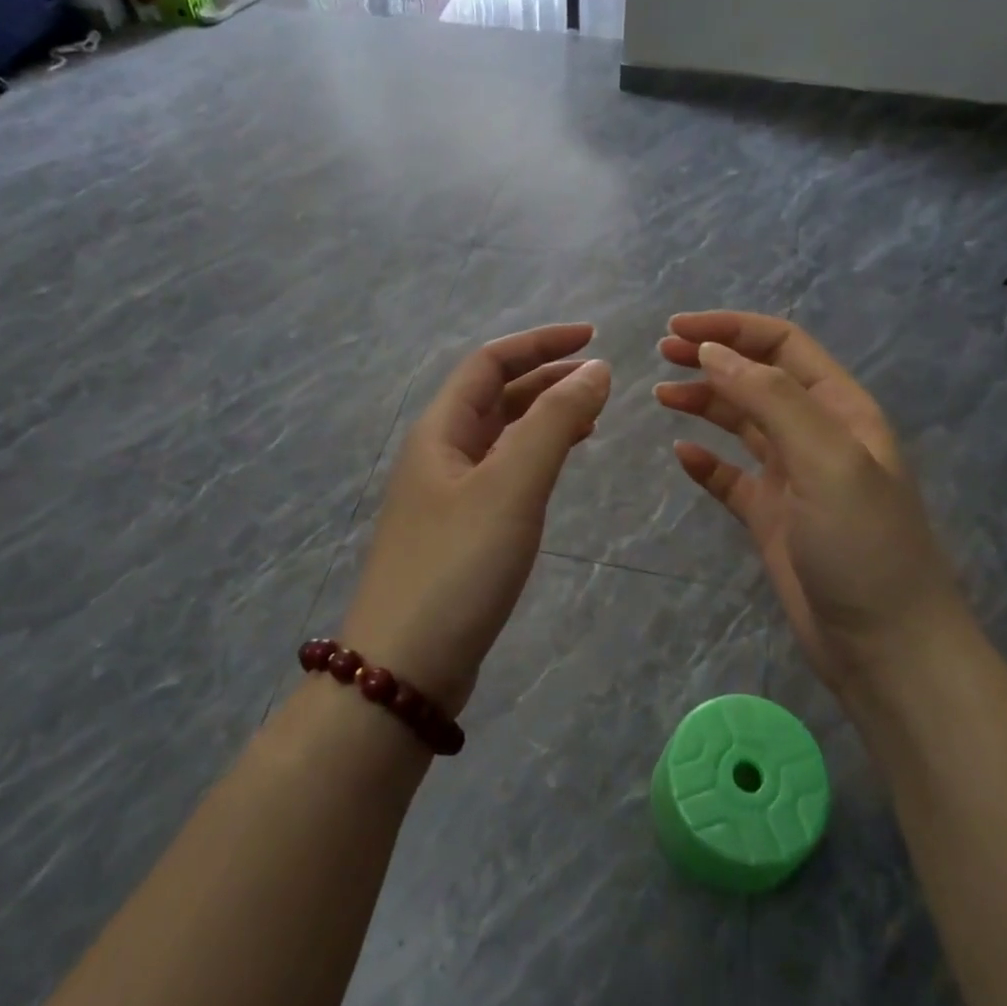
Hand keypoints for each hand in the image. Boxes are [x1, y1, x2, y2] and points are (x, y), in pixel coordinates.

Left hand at [341, 324, 611, 715]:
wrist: (405, 666)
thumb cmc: (458, 566)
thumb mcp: (511, 486)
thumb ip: (554, 423)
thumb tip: (595, 370)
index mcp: (440, 431)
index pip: (489, 362)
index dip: (540, 343)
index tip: (594, 339)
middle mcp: (438, 455)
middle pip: (493, 396)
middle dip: (545, 378)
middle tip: (601, 379)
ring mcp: (445, 496)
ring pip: (499, 437)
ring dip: (541, 418)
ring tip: (590, 417)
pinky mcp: (458, 533)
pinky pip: (501, 475)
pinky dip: (534, 459)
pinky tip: (556, 470)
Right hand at [655, 311, 969, 690]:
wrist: (884, 646)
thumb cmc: (862, 546)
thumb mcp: (827, 460)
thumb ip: (772, 399)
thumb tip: (712, 353)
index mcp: (840, 410)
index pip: (782, 347)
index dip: (731, 329)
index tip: (677, 329)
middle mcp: (816, 436)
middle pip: (757, 379)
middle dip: (712, 359)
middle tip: (660, 354)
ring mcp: (792, 479)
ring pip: (742, 424)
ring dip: (704, 403)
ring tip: (661, 395)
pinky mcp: (771, 519)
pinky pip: (731, 478)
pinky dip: (705, 463)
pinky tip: (681, 456)